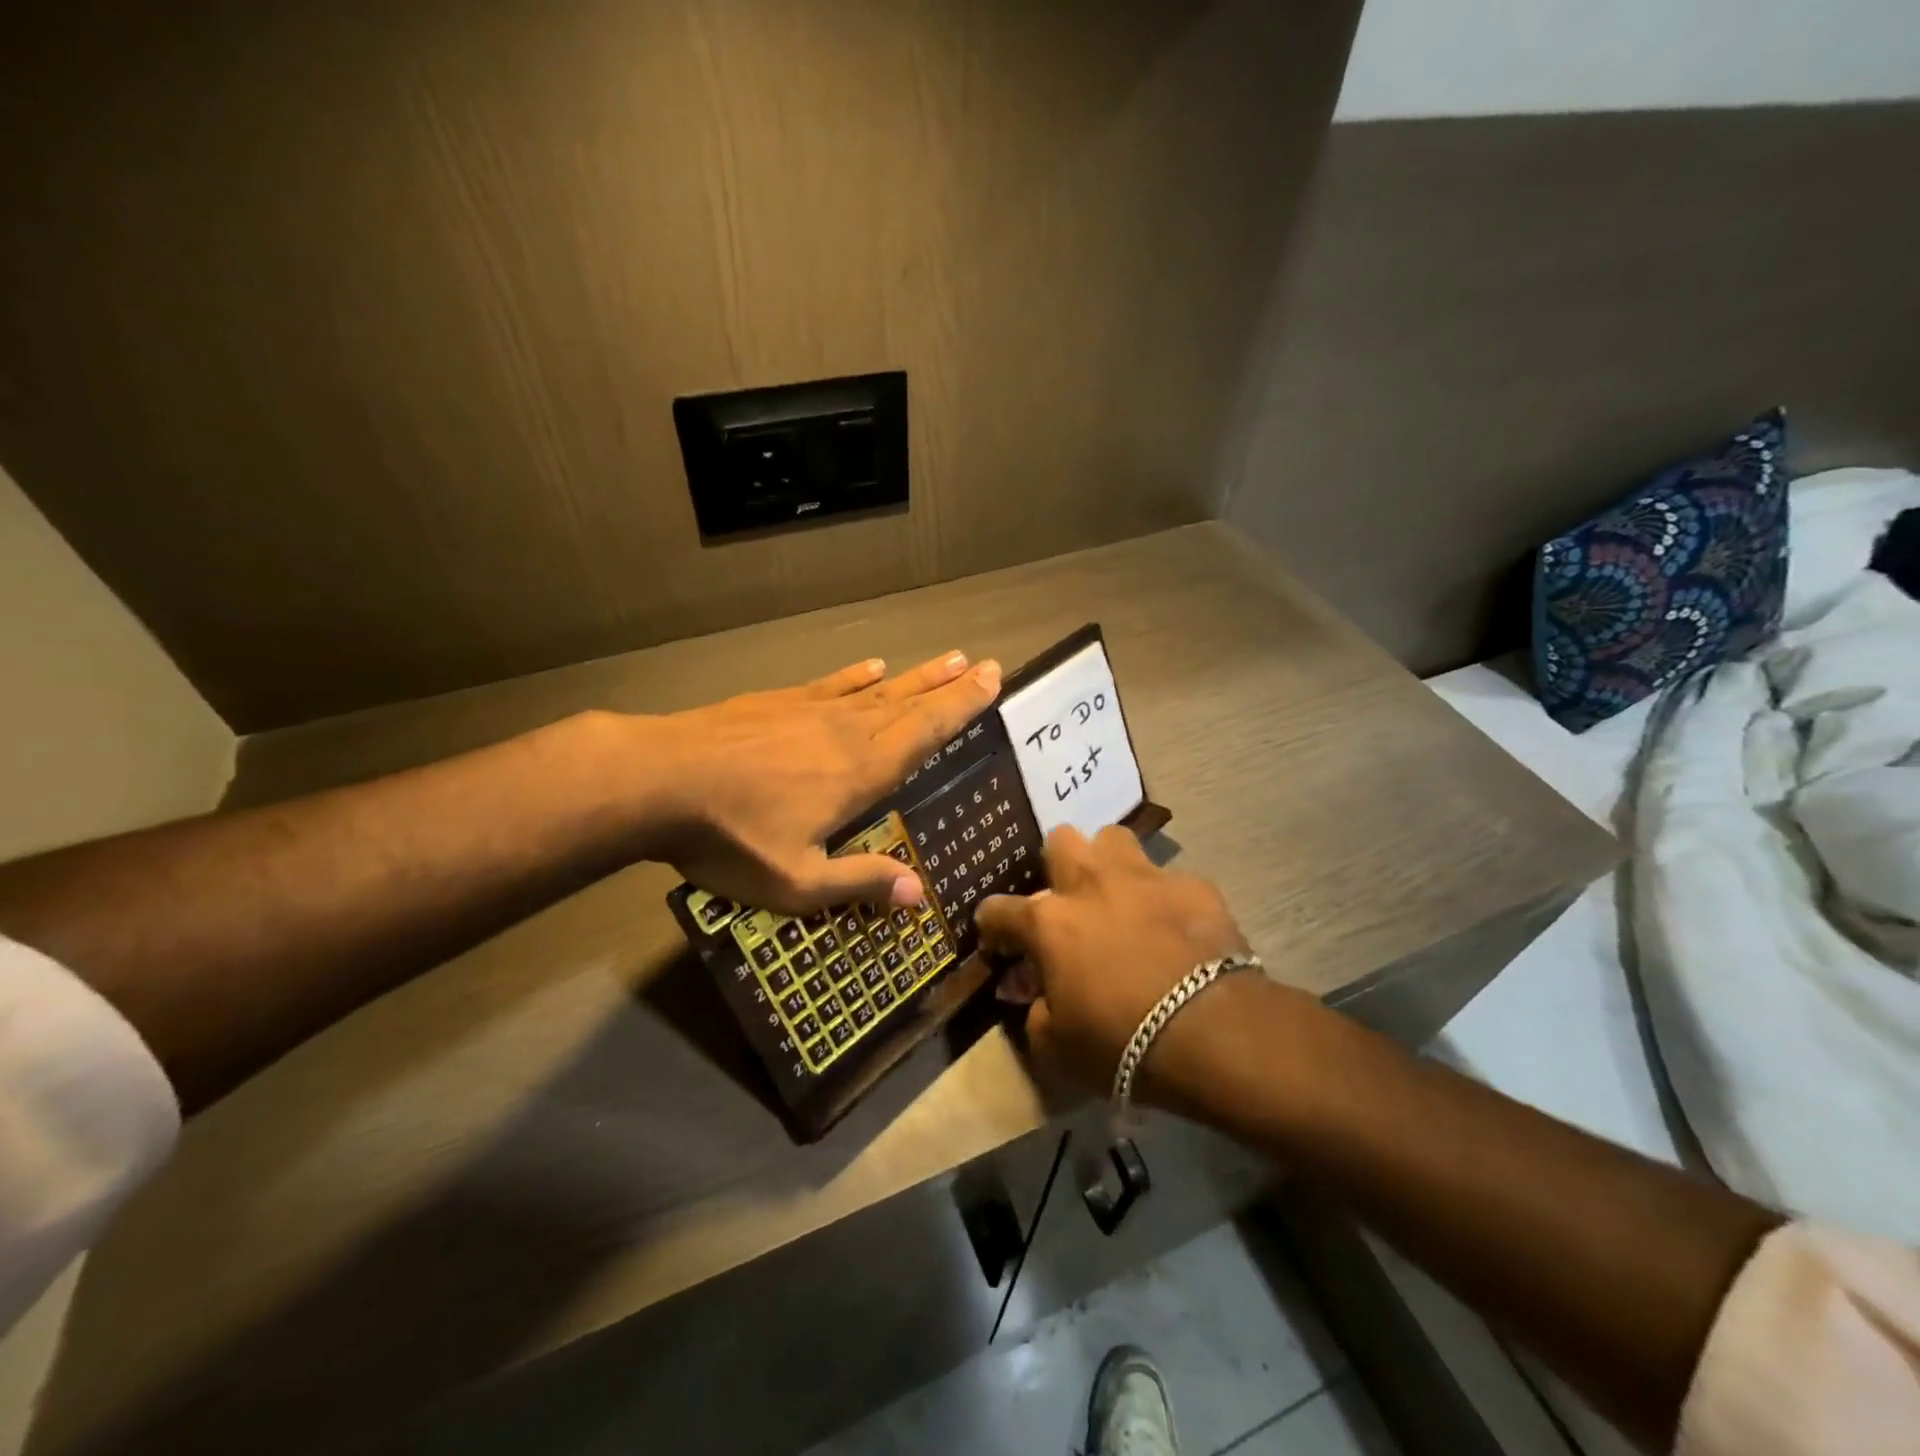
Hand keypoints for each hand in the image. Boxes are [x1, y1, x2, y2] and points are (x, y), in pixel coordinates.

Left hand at [645, 652, 1000, 913]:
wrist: (659, 781)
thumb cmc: (731, 838)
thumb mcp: (797, 882)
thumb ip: (860, 882)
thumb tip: (921, 893)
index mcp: (861, 773)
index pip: (925, 734)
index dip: (961, 708)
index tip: (992, 681)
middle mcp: (846, 733)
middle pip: (909, 704)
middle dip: (949, 686)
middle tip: (984, 664)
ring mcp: (810, 711)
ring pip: (876, 689)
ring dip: (915, 675)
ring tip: (948, 659)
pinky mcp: (776, 702)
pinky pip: (830, 684)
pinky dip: (855, 675)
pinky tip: (871, 665)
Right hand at [975, 826, 1256, 1103]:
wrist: (1212, 1032)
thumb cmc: (1121, 1043)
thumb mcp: (1056, 1047)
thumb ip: (1035, 1012)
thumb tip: (1035, 995)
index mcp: (1049, 922)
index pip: (998, 909)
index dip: (992, 926)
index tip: (998, 943)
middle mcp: (1091, 884)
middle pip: (1060, 840)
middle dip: (1057, 865)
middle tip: (1068, 902)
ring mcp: (1144, 878)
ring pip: (1113, 838)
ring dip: (1108, 863)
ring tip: (1118, 895)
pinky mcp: (1194, 885)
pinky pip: (1170, 879)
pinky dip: (1165, 899)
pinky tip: (1175, 926)